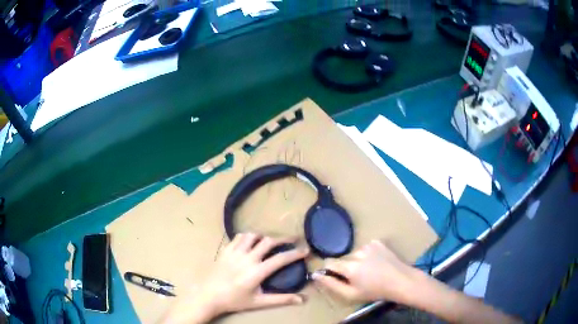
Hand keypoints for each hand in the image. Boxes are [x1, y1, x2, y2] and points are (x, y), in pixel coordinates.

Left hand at [163, 233, 308, 323]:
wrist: (208, 295)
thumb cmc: (234, 300)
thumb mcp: (259, 302)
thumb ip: (281, 299)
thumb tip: (302, 299)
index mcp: (257, 271)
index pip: (281, 259)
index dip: (295, 253)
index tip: (306, 250)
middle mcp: (247, 257)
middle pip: (269, 241)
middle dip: (284, 239)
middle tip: (293, 239)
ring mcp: (235, 252)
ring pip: (253, 236)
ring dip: (264, 236)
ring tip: (271, 241)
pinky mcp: (225, 250)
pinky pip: (239, 237)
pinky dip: (248, 237)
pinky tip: (251, 242)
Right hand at [312, 240, 417, 303]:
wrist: (401, 281)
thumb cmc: (375, 291)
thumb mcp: (351, 294)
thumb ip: (331, 284)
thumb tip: (316, 275)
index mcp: (350, 267)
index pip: (330, 263)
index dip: (330, 270)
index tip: (337, 277)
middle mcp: (357, 253)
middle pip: (344, 259)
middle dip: (347, 267)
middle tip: (359, 277)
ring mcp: (369, 245)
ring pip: (355, 253)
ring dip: (358, 261)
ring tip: (370, 270)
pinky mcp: (378, 242)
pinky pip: (366, 248)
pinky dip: (368, 254)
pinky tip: (377, 261)